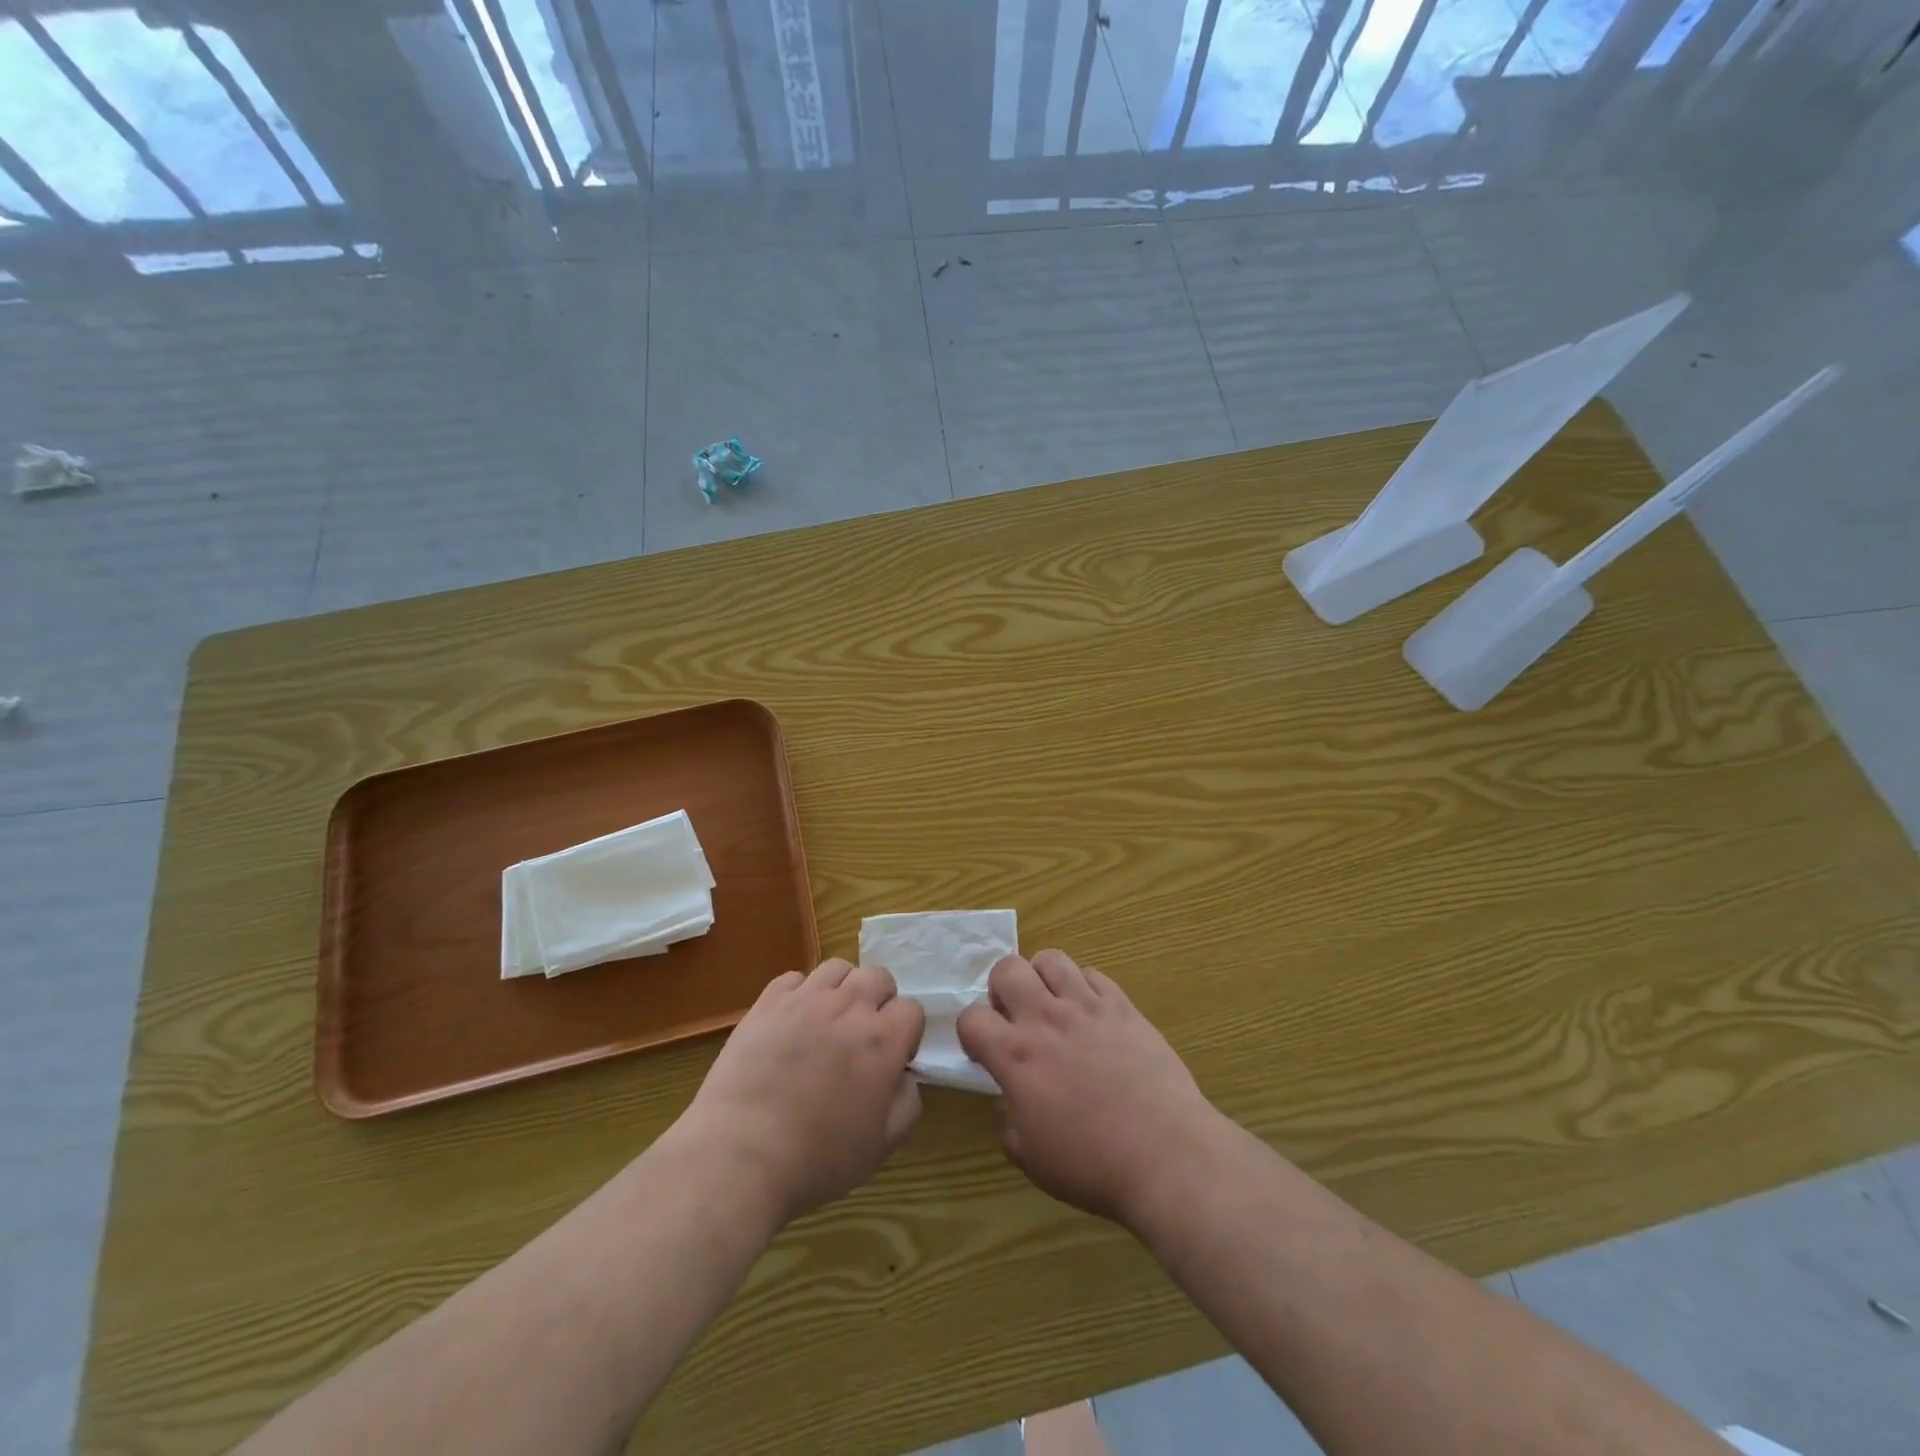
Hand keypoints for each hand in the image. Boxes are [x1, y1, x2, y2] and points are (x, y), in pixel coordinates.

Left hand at [683, 959, 924, 1224]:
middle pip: (878, 977)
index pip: (912, 1009)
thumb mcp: (880, 1147)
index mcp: (882, 1041)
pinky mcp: (767, 1002)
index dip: (906, 1033)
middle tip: (862, 1036)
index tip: (891, 1059)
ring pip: (838, 968)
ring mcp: (806, 999)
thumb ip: (906, 1103)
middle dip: (879, 1000)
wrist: (740, 1154)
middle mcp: (849, 1008)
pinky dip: (800, 993)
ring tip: (828, 1021)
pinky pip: (794, 978)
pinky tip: (791, 1022)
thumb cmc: (816, 1159)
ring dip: (842, 989)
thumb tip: (904, 1075)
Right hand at [957, 949, 1223, 1227]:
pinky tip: (1092, 1015)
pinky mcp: (1122, 1006)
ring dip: (1042, 978)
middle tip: (1016, 1018)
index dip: (971, 1032)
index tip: (984, 1052)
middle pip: (1007, 968)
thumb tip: (1010, 1101)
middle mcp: (1046, 1018)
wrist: (1165, 1154)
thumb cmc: (1092, 1164)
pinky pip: (1093, 974)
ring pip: (1051, 959)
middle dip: (1002, 989)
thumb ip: (1009, 1121)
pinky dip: (1084, 988)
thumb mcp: (1032, 1158)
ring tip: (1053, 1005)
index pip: (970, 1017)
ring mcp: (1087, 1006)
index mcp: (1016, 1055)